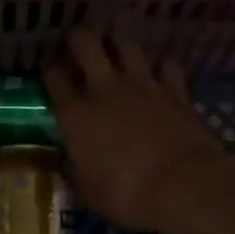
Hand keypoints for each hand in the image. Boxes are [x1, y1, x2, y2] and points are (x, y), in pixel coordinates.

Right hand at [43, 28, 230, 233]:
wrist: (184, 185)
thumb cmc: (126, 194)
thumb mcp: (87, 191)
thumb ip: (75, 169)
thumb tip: (72, 160)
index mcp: (75, 113)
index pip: (54, 77)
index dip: (50, 71)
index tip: (52, 74)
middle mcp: (105, 89)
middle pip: (86, 44)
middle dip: (78, 39)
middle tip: (77, 44)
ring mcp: (142, 85)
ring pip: (126, 45)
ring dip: (119, 44)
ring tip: (116, 48)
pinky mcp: (175, 91)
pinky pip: (167, 66)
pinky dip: (162, 68)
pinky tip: (160, 74)